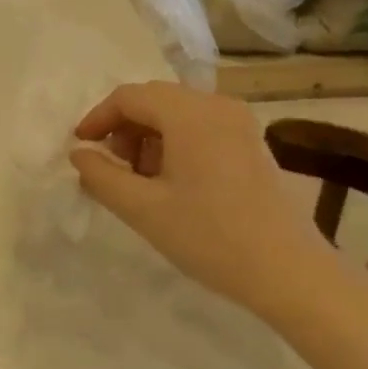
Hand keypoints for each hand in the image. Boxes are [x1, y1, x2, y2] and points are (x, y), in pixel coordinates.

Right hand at [70, 82, 330, 319]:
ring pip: (178, 114)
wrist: (288, 271)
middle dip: (124, 129)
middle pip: (155, 100)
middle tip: (111, 169)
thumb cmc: (210, 237)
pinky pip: (201, 129)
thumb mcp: (143, 209)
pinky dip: (175, 145)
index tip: (80, 148)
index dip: (98, 118)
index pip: (130, 97)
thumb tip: (79, 154)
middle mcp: (217, 105)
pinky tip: (171, 184)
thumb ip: (102, 177)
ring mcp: (240, 123)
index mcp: (190, 113)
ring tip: (139, 181)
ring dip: (148, 138)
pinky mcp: (251, 143)